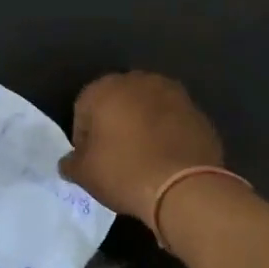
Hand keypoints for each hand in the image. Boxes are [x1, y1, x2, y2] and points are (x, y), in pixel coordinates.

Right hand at [58, 72, 224, 222]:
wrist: (184, 187)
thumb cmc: (124, 172)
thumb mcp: (84, 174)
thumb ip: (71, 162)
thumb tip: (70, 161)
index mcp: (105, 88)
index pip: (83, 109)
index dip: (84, 138)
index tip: (91, 161)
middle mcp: (139, 81)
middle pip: (118, 103)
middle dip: (114, 125)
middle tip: (115, 157)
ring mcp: (173, 93)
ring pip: (148, 109)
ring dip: (143, 126)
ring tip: (144, 159)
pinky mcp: (198, 111)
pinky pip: (173, 122)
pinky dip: (168, 135)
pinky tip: (167, 160)